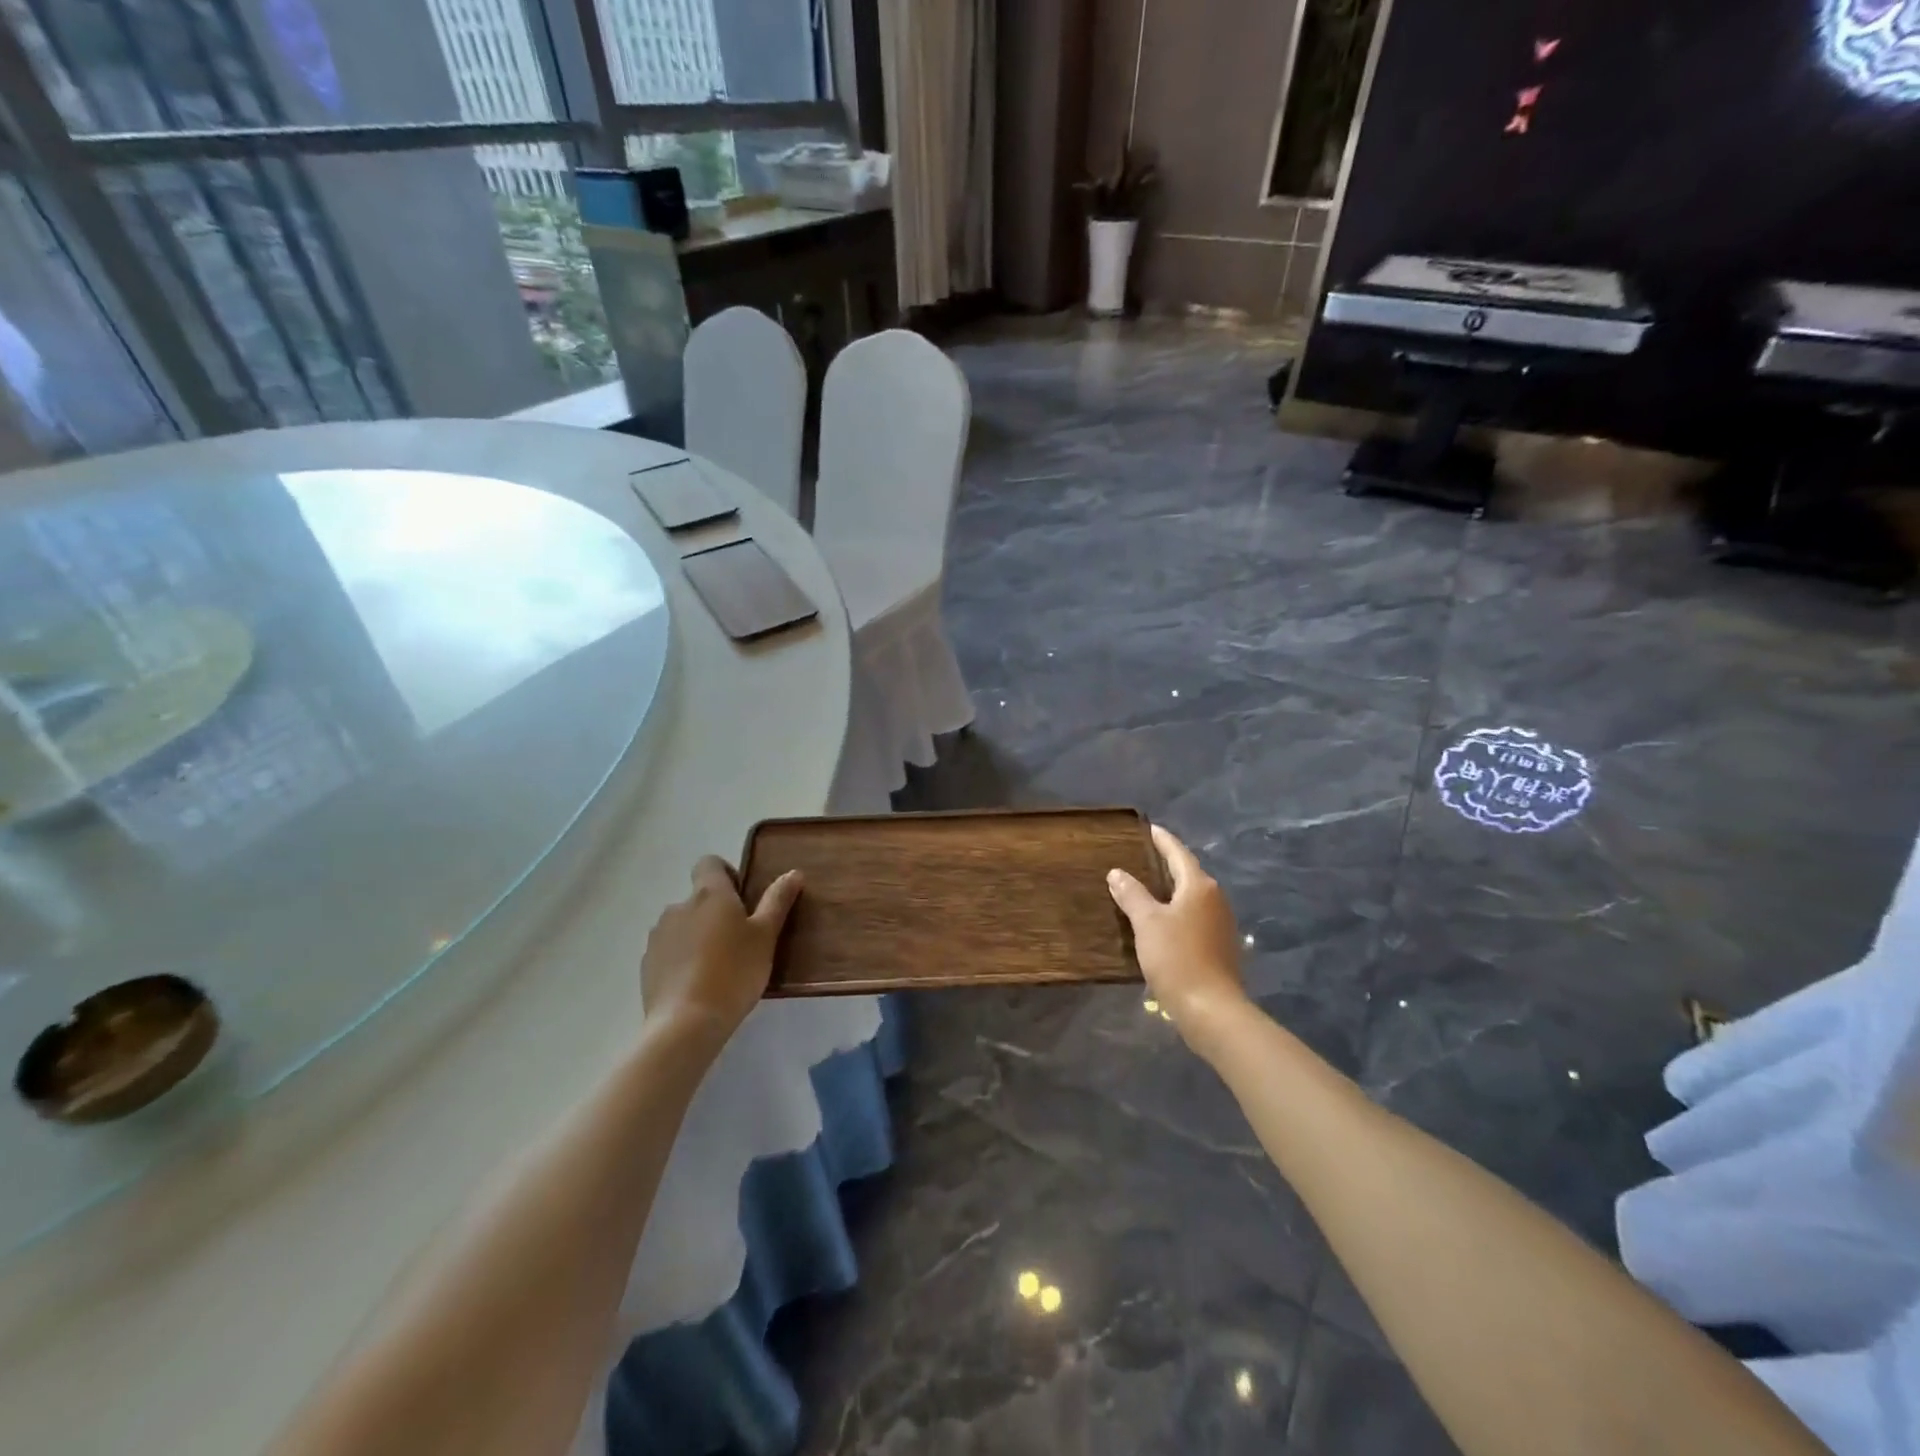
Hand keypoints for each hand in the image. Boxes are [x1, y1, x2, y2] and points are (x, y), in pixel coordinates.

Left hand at [640, 857, 801, 1047]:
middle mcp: (678, 907)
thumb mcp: (766, 936)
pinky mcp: (647, 964)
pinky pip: (668, 951)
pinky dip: (682, 959)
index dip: (726, 873)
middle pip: (698, 898)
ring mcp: (658, 936)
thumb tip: (793, 873)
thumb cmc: (734, 972)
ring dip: (698, 935)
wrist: (686, 1023)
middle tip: (739, 941)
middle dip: (716, 912)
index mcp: (709, 894)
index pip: (709, 862)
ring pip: (682, 925)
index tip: (743, 898)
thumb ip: (778, 901)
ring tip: (718, 967)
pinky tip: (697, 985)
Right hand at [1108, 825, 1251, 1054]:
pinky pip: (1195, 916)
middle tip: (1142, 856)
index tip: (1149, 828)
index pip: (1178, 853)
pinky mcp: (1220, 945)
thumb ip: (1131, 894)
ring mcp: (1221, 923)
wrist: (1211, 1009)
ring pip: (1192, 896)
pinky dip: (1177, 911)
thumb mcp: (1147, 923)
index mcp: (1199, 886)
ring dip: (1171, 889)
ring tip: (1146, 886)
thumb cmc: (1177, 958)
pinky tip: (1161, 920)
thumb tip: (1117, 872)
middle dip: (1166, 864)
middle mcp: (1215, 898)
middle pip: (1188, 873)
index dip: (1162, 840)